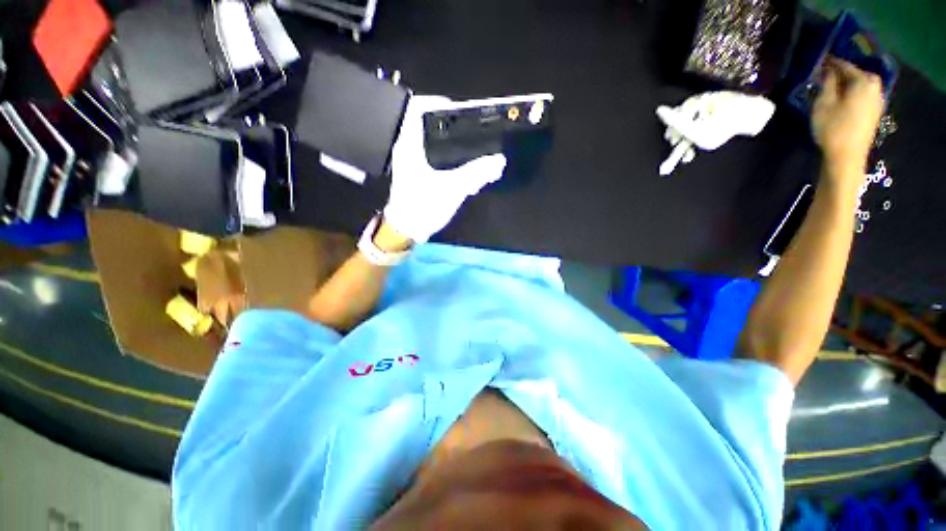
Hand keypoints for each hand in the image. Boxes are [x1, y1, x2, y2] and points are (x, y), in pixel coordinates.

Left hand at [383, 96, 506, 242]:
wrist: (407, 231)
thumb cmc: (423, 207)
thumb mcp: (452, 189)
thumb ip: (476, 173)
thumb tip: (498, 161)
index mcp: (410, 145)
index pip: (418, 108)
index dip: (438, 102)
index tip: (461, 111)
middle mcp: (409, 148)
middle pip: (430, 125)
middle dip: (454, 127)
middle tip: (474, 133)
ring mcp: (413, 162)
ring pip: (435, 143)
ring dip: (455, 146)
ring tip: (475, 154)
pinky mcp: (419, 174)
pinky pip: (436, 158)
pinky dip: (451, 160)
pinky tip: (466, 172)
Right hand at [812, 57, 883, 175]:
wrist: (847, 157)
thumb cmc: (833, 128)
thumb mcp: (823, 103)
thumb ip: (827, 83)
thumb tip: (827, 70)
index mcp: (864, 80)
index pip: (843, 64)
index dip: (829, 62)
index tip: (818, 59)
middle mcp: (875, 85)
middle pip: (854, 74)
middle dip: (839, 73)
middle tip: (823, 73)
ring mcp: (877, 99)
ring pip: (858, 84)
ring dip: (845, 83)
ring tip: (830, 85)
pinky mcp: (874, 111)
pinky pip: (861, 94)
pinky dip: (850, 92)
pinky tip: (840, 97)